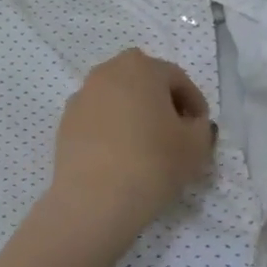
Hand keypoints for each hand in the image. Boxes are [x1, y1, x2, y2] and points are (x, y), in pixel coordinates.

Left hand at [48, 49, 214, 243]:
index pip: (177, 79)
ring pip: (118, 100)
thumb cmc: (153, 163)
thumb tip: (191, 124)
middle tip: (176, 134)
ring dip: (135, 115)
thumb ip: (202, 127)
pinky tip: (121, 157)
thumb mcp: (196, 146)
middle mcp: (106, 72)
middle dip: (162, 104)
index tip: (201, 128)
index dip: (195, 103)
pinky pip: (98, 120)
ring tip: (147, 147)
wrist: (94, 199)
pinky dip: (112, 130)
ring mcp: (81, 96)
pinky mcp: (65, 122)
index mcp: (140, 67)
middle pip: (144, 83)